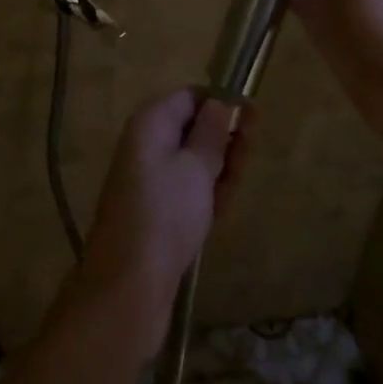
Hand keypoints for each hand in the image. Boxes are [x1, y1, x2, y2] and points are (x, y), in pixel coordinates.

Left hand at [78, 89, 253, 352]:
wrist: (129, 286)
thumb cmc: (165, 215)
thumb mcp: (196, 167)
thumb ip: (212, 132)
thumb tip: (221, 101)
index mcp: (150, 123)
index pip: (190, 96)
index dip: (222, 104)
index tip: (254, 119)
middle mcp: (146, 143)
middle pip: (194, 128)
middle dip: (224, 142)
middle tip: (246, 161)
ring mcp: (149, 177)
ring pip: (194, 161)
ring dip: (219, 171)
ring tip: (230, 192)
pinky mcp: (155, 208)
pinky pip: (187, 189)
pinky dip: (206, 195)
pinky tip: (219, 213)